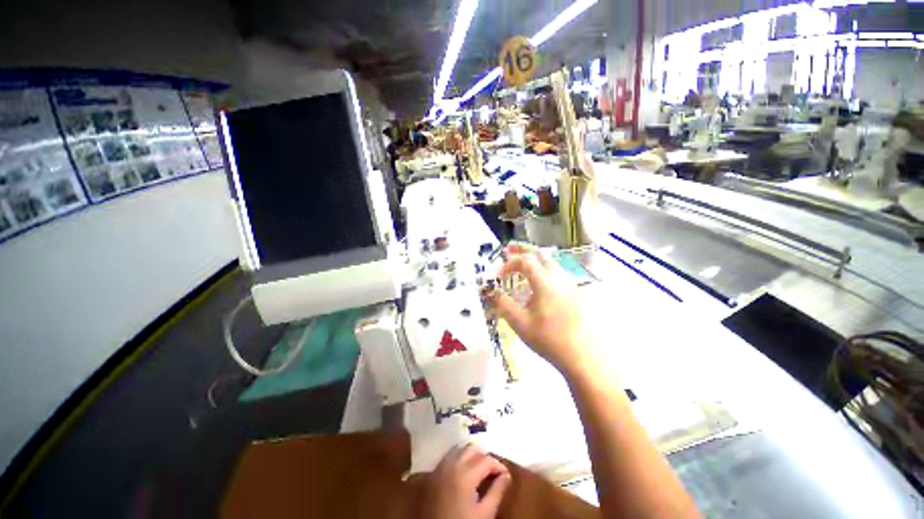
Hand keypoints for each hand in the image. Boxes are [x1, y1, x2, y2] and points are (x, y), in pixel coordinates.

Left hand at [422, 445, 510, 518]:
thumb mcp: (484, 514)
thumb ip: (496, 492)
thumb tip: (506, 476)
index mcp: (466, 473)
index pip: (487, 459)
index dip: (499, 466)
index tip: (505, 475)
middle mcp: (452, 463)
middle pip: (472, 449)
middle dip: (484, 457)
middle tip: (492, 473)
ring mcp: (441, 467)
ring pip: (460, 449)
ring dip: (471, 456)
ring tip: (479, 471)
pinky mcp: (434, 473)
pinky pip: (449, 456)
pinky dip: (459, 458)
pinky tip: (464, 472)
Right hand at [487, 243, 595, 377]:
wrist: (579, 355)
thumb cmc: (547, 338)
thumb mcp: (519, 322)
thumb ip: (502, 303)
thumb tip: (488, 290)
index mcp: (546, 283)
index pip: (525, 261)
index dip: (509, 264)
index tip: (497, 274)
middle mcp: (559, 278)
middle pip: (540, 254)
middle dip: (523, 250)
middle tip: (508, 249)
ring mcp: (568, 284)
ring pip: (550, 261)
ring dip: (533, 257)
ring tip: (519, 260)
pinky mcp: (572, 292)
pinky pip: (555, 271)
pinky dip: (541, 267)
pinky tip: (535, 279)